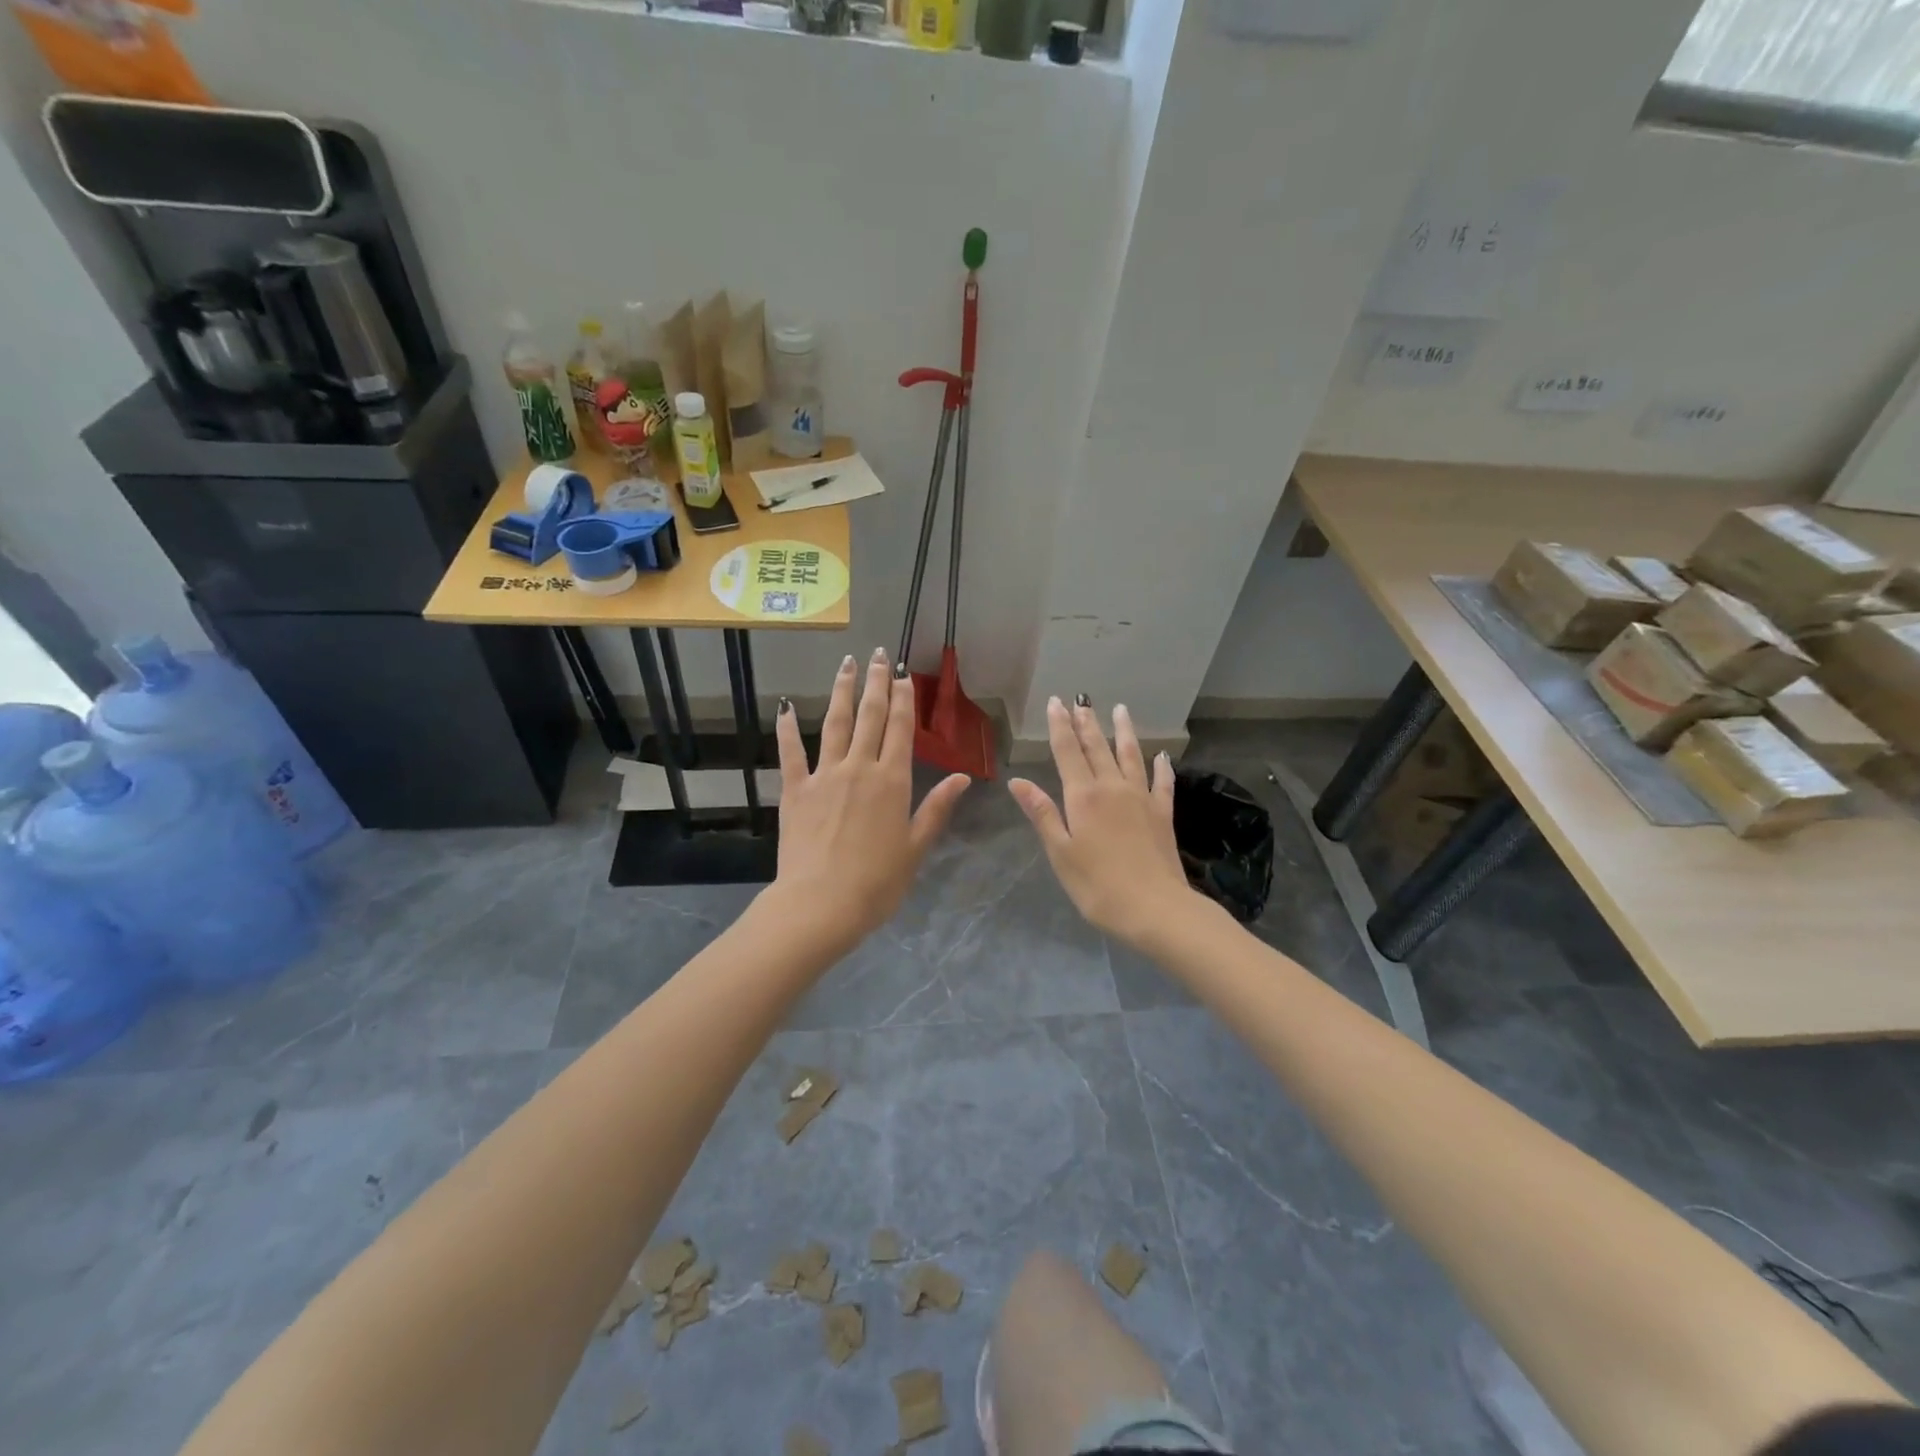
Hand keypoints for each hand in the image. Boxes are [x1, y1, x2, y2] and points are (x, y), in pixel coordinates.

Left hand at [769, 648, 970, 951]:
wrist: (822, 904)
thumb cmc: (878, 883)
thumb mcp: (916, 848)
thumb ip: (936, 808)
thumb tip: (962, 777)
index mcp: (893, 781)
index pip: (901, 729)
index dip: (903, 698)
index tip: (903, 673)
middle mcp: (860, 768)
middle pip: (870, 716)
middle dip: (875, 683)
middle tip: (878, 654)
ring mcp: (824, 775)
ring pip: (835, 723)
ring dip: (841, 691)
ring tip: (846, 664)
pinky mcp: (795, 790)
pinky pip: (791, 753)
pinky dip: (788, 729)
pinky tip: (786, 707)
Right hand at [1010, 697, 1195, 946]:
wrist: (1156, 908)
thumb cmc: (1098, 886)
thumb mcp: (1060, 852)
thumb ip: (1042, 813)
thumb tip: (1017, 781)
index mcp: (1083, 797)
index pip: (1067, 752)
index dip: (1060, 726)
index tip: (1055, 702)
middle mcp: (1113, 788)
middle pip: (1097, 748)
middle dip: (1087, 723)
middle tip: (1081, 700)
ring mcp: (1142, 798)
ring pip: (1131, 756)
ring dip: (1123, 732)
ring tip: (1119, 710)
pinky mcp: (1163, 814)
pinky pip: (1162, 783)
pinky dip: (1161, 767)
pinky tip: (1162, 756)